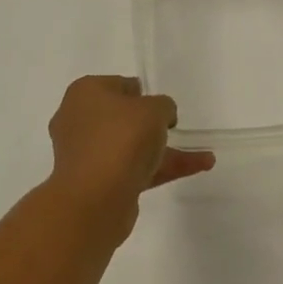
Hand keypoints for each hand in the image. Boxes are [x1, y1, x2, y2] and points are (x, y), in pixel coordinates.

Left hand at [46, 76, 214, 222]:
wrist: (96, 197)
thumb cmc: (122, 137)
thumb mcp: (154, 109)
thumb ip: (163, 105)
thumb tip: (160, 116)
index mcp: (85, 93)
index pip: (118, 85)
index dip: (142, 93)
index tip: (162, 106)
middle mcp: (78, 120)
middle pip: (121, 118)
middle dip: (151, 124)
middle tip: (174, 129)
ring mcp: (86, 154)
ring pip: (130, 147)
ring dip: (164, 150)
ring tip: (204, 155)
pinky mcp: (96, 183)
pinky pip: (133, 169)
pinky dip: (161, 168)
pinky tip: (198, 167)